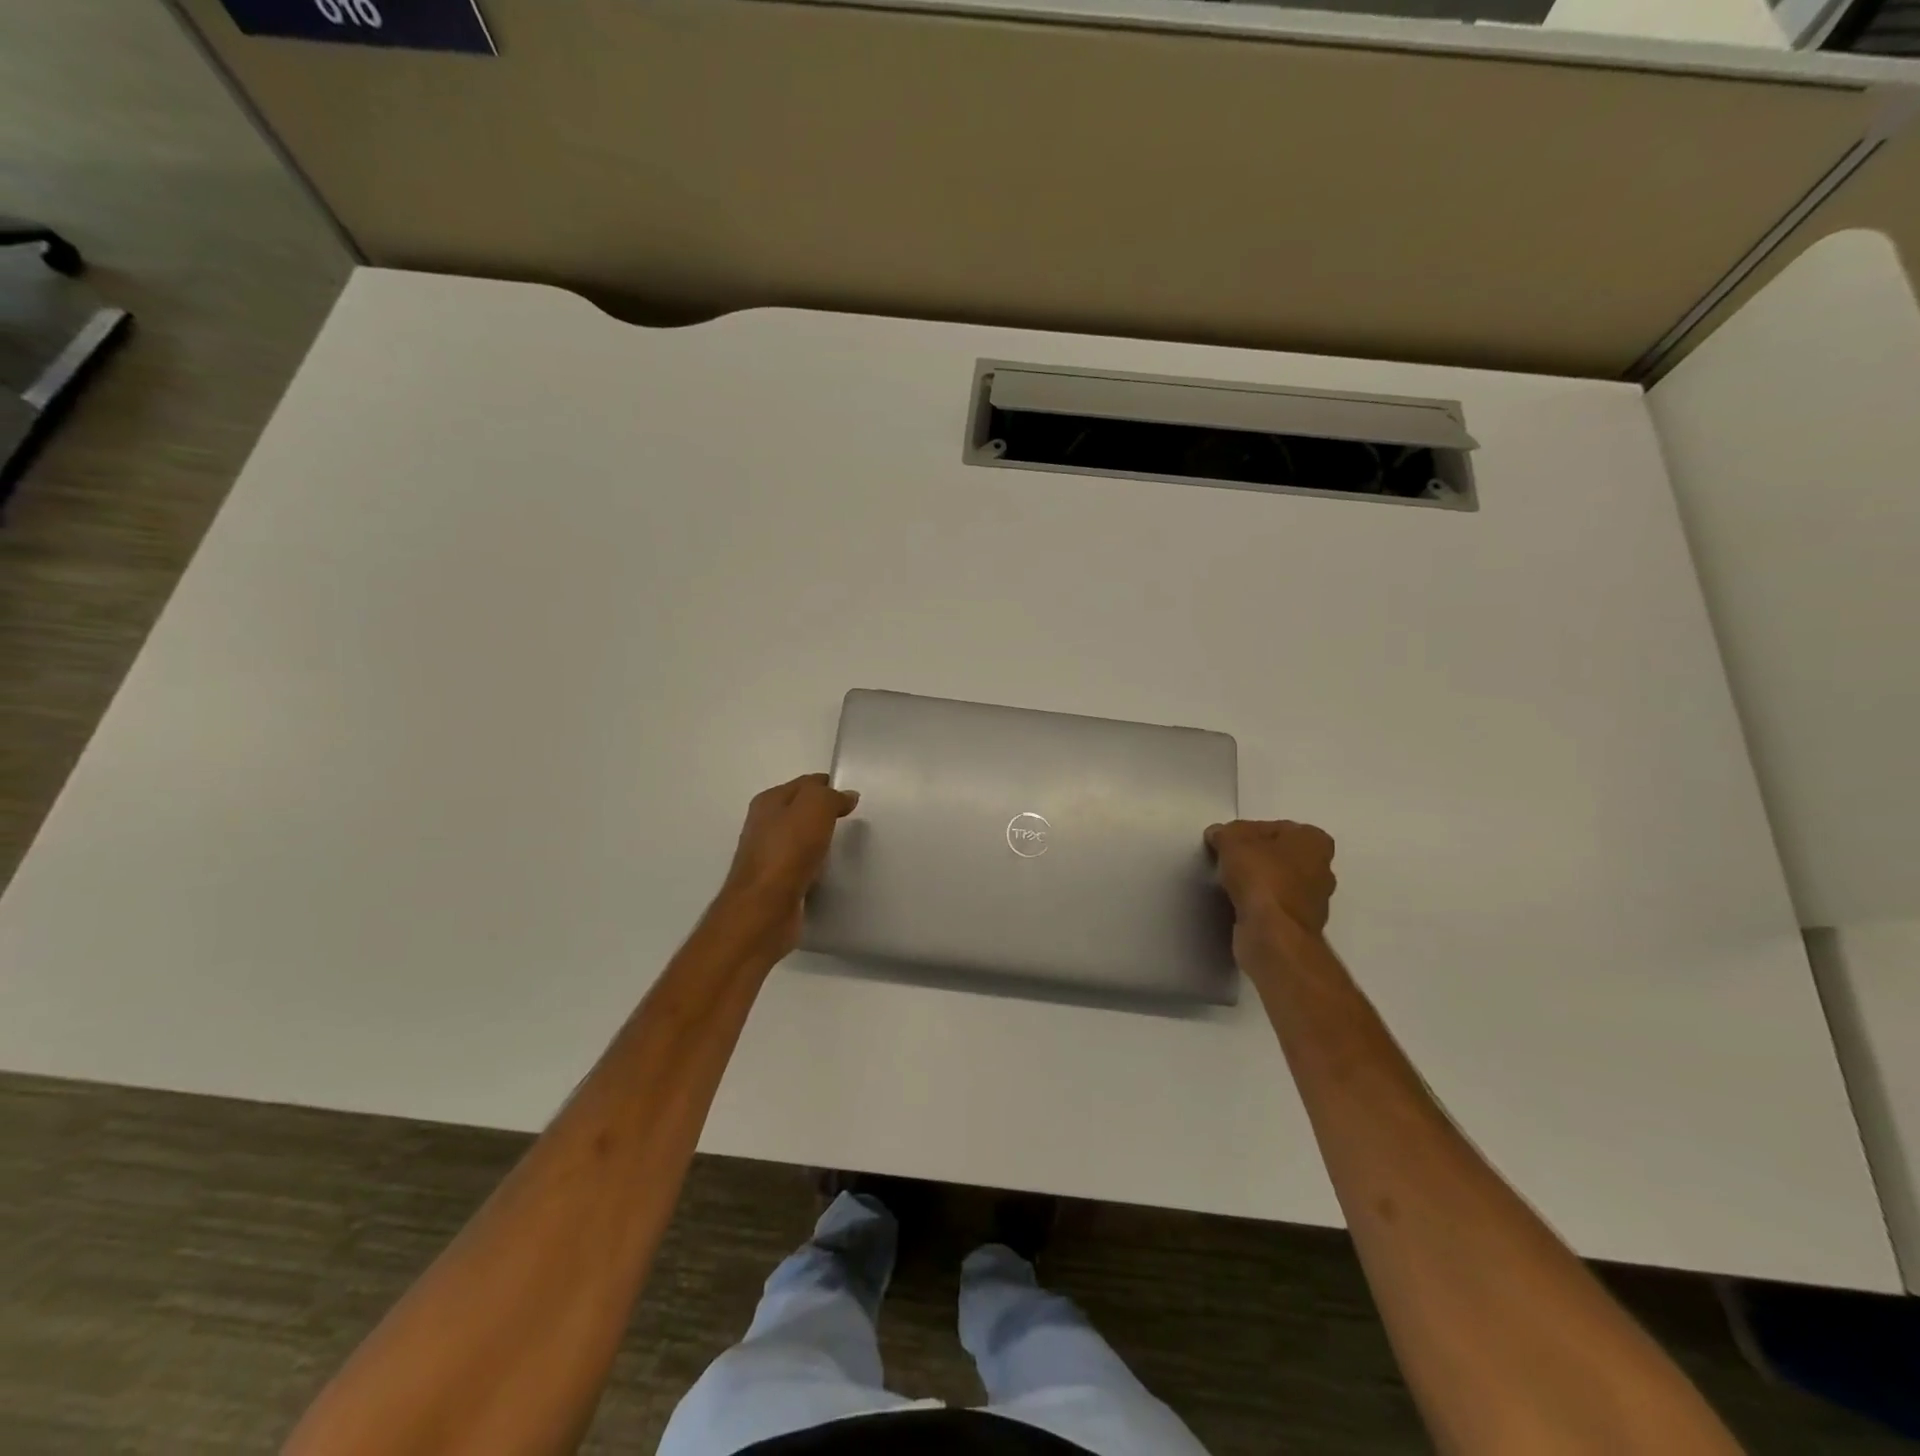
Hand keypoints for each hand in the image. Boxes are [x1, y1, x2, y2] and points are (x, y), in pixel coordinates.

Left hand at [715, 774, 858, 957]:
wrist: (764, 909)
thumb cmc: (789, 851)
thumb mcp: (815, 807)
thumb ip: (831, 796)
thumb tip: (847, 796)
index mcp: (769, 801)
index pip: (806, 783)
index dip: (830, 786)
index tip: (853, 798)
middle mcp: (764, 825)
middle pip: (801, 811)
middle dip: (824, 813)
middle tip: (852, 821)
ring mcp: (767, 856)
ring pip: (801, 839)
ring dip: (820, 840)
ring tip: (844, 846)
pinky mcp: (774, 883)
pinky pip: (801, 865)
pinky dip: (815, 865)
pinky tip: (828, 871)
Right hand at [1205, 819, 1337, 943]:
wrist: (1273, 933)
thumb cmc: (1260, 876)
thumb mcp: (1232, 840)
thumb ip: (1225, 833)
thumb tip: (1218, 835)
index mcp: (1315, 841)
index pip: (1276, 827)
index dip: (1248, 832)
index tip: (1228, 842)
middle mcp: (1323, 868)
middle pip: (1280, 855)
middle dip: (1257, 857)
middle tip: (1228, 860)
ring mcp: (1314, 901)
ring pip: (1279, 881)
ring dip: (1258, 882)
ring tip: (1229, 883)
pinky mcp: (1300, 925)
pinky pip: (1275, 905)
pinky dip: (1258, 903)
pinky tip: (1238, 904)